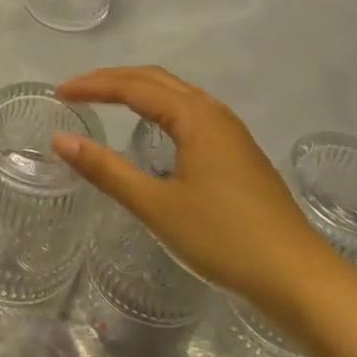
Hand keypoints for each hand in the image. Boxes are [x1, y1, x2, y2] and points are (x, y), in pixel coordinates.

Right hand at [51, 66, 325, 311]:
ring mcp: (231, 132)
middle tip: (76, 91)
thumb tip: (60, 139)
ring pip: (177, 94)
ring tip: (106, 101)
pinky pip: (190, 112)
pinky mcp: (239, 153)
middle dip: (113, 79)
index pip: (133, 86)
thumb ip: (107, 170)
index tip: (59, 93)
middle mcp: (214, 112)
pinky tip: (153, 129)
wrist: (297, 276)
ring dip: (138, 90)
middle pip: (156, 80)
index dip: (93, 86)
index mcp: (195, 116)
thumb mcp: (157, 206)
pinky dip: (160, 107)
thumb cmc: (223, 238)